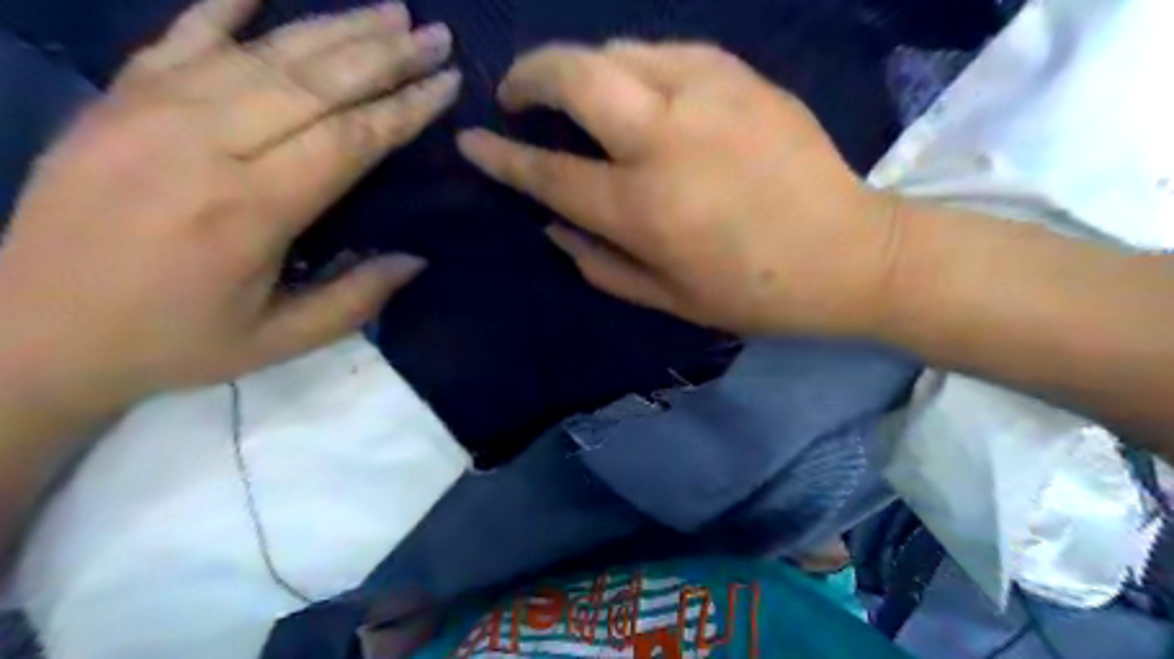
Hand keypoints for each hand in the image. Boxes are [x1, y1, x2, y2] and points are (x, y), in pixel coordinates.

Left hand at [0, 0, 463, 414]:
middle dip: (385, 55)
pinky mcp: (117, 97)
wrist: (28, 331)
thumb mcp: (277, 341)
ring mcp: (151, 109)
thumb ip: (354, 299)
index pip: (349, 139)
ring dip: (335, 27)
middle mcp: (203, 143)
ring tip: (391, 10)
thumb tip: (416, 260)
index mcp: (249, 209)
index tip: (447, 83)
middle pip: (314, 83)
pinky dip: (224, 3)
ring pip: (264, 53)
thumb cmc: (171, 342)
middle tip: (436, 35)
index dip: (404, 108)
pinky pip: (180, 34)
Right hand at [458, 42, 900, 335]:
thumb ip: (598, 264)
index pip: (548, 172)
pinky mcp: (741, 76)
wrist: (848, 254)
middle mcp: (663, 140)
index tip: (471, 140)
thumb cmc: (752, 292)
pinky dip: (634, 63)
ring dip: (580, 66)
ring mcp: (706, 96)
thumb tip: (551, 226)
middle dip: (528, 74)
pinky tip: (637, 87)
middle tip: (516, 94)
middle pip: (572, 76)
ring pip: (616, 50)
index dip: (501, 156)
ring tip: (577, 94)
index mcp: (641, 208)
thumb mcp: (666, 300)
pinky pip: (666, 49)